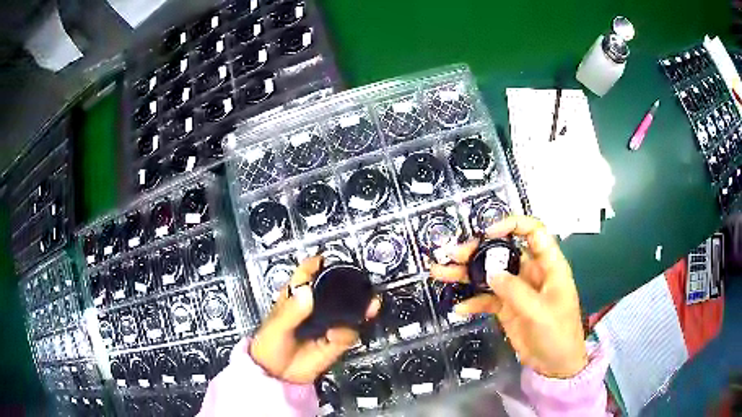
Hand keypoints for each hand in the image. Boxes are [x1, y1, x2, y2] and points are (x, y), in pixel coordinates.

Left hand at [250, 256, 380, 383]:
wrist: (278, 375)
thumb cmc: (269, 345)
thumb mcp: (277, 326)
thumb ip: (291, 311)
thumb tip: (307, 292)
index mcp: (295, 298)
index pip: (307, 274)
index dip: (317, 264)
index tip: (329, 259)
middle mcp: (313, 308)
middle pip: (334, 292)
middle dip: (349, 287)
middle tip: (360, 284)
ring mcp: (326, 325)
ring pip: (347, 312)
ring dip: (359, 308)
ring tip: (369, 306)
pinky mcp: (335, 341)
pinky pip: (348, 333)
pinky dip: (348, 333)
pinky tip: (338, 335)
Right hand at [430, 215, 586, 378]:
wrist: (555, 365)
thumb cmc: (558, 333)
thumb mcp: (540, 312)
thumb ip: (515, 291)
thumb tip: (490, 273)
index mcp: (548, 266)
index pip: (533, 232)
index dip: (512, 225)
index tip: (488, 233)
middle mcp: (531, 273)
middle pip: (504, 252)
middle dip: (477, 251)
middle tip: (452, 255)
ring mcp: (517, 291)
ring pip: (490, 274)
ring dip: (466, 273)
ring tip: (440, 272)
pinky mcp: (507, 308)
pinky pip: (487, 299)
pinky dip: (472, 302)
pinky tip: (459, 308)